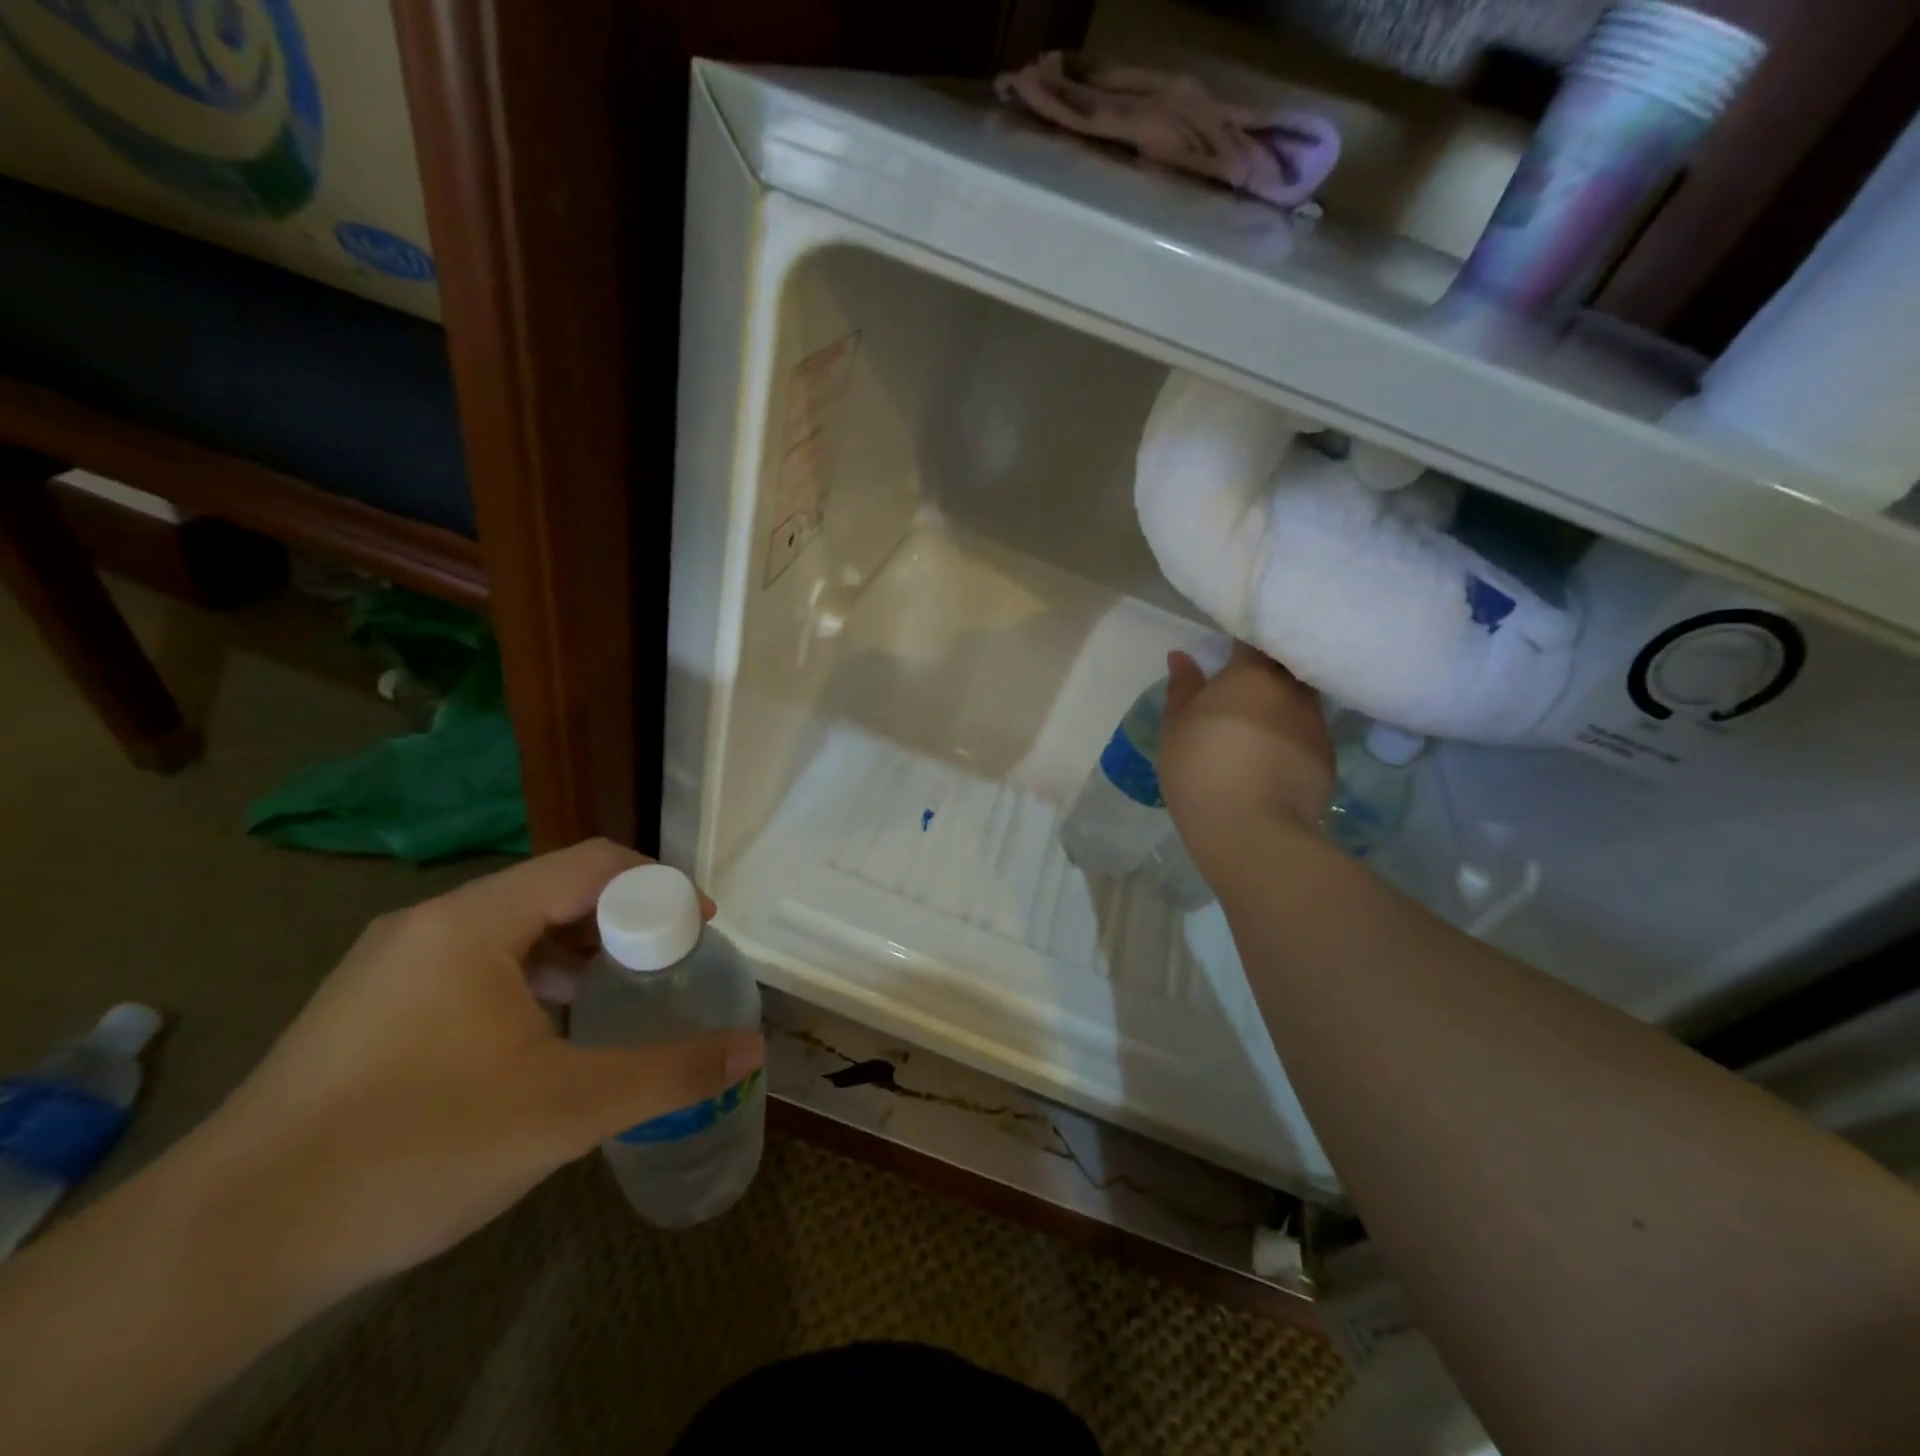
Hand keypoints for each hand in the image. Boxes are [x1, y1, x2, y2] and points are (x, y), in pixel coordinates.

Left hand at [183, 839, 763, 1301]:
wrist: (221, 1249)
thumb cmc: (413, 1149)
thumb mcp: (566, 1112)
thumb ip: (670, 1074)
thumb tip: (753, 1049)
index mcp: (474, 921)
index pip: (593, 863)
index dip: (660, 886)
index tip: (701, 929)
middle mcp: (430, 923)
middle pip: (554, 891)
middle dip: (622, 923)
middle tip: (665, 969)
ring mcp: (390, 964)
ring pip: (511, 930)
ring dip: (576, 954)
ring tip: (616, 1000)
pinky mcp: (368, 1008)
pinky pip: (473, 966)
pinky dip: (529, 981)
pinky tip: (542, 1039)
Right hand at [1160, 643, 1333, 883]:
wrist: (1251, 831)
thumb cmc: (1201, 768)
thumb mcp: (1176, 727)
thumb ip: (1181, 687)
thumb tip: (1182, 656)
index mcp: (1253, 673)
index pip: (1257, 636)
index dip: (1246, 635)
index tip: (1231, 643)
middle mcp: (1292, 689)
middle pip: (1286, 663)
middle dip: (1269, 666)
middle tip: (1244, 681)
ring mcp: (1316, 723)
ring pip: (1300, 697)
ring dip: (1282, 701)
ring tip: (1260, 719)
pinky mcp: (1328, 757)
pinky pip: (1308, 731)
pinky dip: (1292, 733)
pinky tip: (1273, 753)